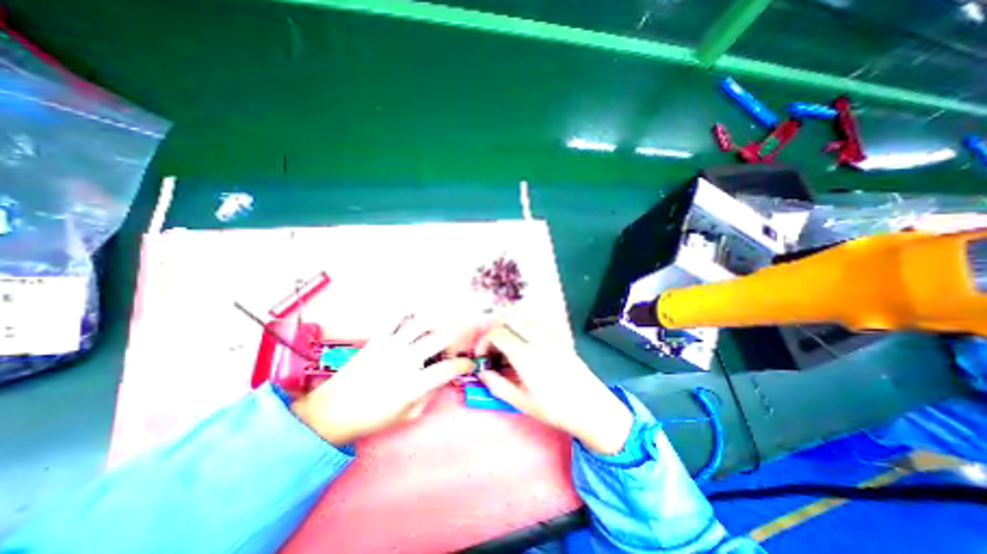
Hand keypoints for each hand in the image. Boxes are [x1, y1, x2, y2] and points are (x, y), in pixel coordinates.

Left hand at [290, 315, 477, 446]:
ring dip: (435, 322)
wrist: (331, 412)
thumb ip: (430, 394)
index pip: (448, 368)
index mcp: (413, 385)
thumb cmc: (372, 418)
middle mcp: (404, 361)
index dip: (463, 365)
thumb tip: (444, 377)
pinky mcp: (377, 339)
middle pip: (439, 338)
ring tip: (438, 329)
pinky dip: (410, 314)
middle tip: (450, 347)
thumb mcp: (408, 415)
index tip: (467, 365)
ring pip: (421, 323)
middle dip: (453, 339)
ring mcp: (390, 347)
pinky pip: (397, 319)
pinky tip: (415, 320)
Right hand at [478, 316, 632, 453]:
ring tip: (505, 346)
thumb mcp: (520, 401)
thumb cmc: (554, 409)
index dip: (483, 342)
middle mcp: (536, 338)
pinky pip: (535, 323)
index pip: (496, 333)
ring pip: (522, 317)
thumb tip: (481, 371)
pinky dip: (522, 327)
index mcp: (525, 355)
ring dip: (508, 326)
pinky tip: (523, 345)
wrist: (590, 407)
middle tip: (492, 349)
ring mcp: (549, 335)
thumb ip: (496, 384)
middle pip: (508, 319)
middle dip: (494, 330)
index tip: (481, 356)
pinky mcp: (558, 337)